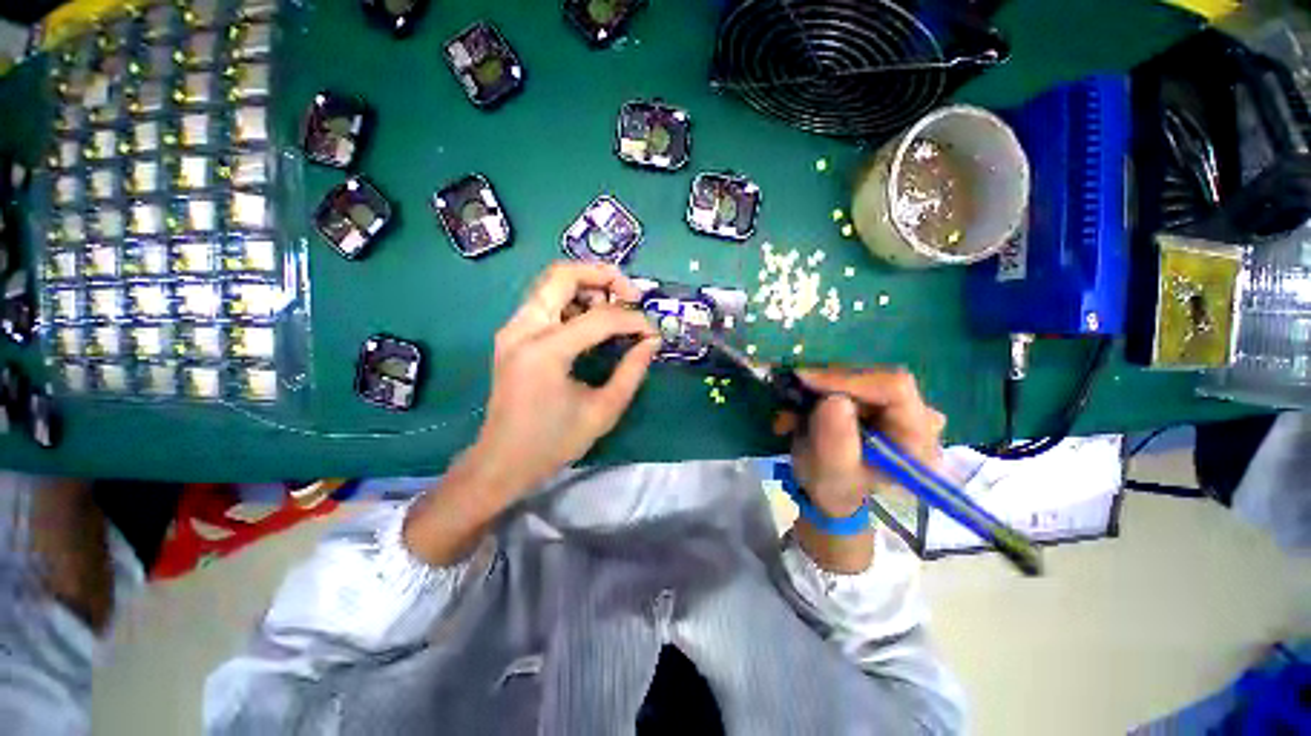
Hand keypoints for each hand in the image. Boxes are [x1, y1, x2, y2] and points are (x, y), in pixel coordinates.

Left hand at [469, 262, 659, 499]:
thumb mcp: (603, 411)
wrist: (502, 461)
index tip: (652, 333)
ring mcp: (512, 329)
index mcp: (545, 352)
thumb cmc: (554, 443)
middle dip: (603, 276)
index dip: (633, 320)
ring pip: (551, 283)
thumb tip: (652, 342)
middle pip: (563, 274)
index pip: (599, 318)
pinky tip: (592, 320)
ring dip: (587, 286)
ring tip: (615, 307)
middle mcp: (523, 329)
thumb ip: (632, 371)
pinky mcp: (512, 336)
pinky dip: (572, 300)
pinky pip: (544, 301)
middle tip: (632, 295)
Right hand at [783, 368, 945, 517]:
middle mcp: (915, 415)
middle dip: (823, 387)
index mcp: (918, 437)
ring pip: (850, 379)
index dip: (847, 378)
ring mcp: (894, 407)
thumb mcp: (833, 474)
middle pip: (869, 379)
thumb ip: (836, 440)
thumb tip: (834, 399)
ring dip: (812, 394)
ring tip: (787, 418)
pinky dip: (813, 397)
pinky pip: (841, 386)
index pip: (894, 387)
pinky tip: (793, 418)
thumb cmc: (839, 495)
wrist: (834, 502)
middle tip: (789, 398)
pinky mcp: (872, 403)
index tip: (805, 380)